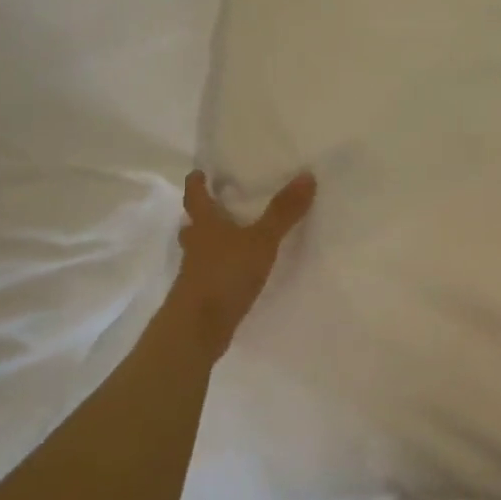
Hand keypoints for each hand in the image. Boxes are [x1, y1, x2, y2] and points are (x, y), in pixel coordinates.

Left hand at [172, 170, 316, 356]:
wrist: (198, 327)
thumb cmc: (225, 274)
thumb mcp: (262, 240)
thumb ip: (283, 212)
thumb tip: (306, 175)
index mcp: (204, 224)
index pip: (195, 196)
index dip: (196, 183)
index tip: (199, 172)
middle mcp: (195, 245)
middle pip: (194, 224)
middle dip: (203, 215)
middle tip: (219, 206)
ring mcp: (194, 272)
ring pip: (200, 250)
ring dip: (211, 243)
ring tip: (232, 240)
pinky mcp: (201, 295)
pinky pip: (210, 273)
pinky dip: (220, 268)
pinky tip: (236, 273)